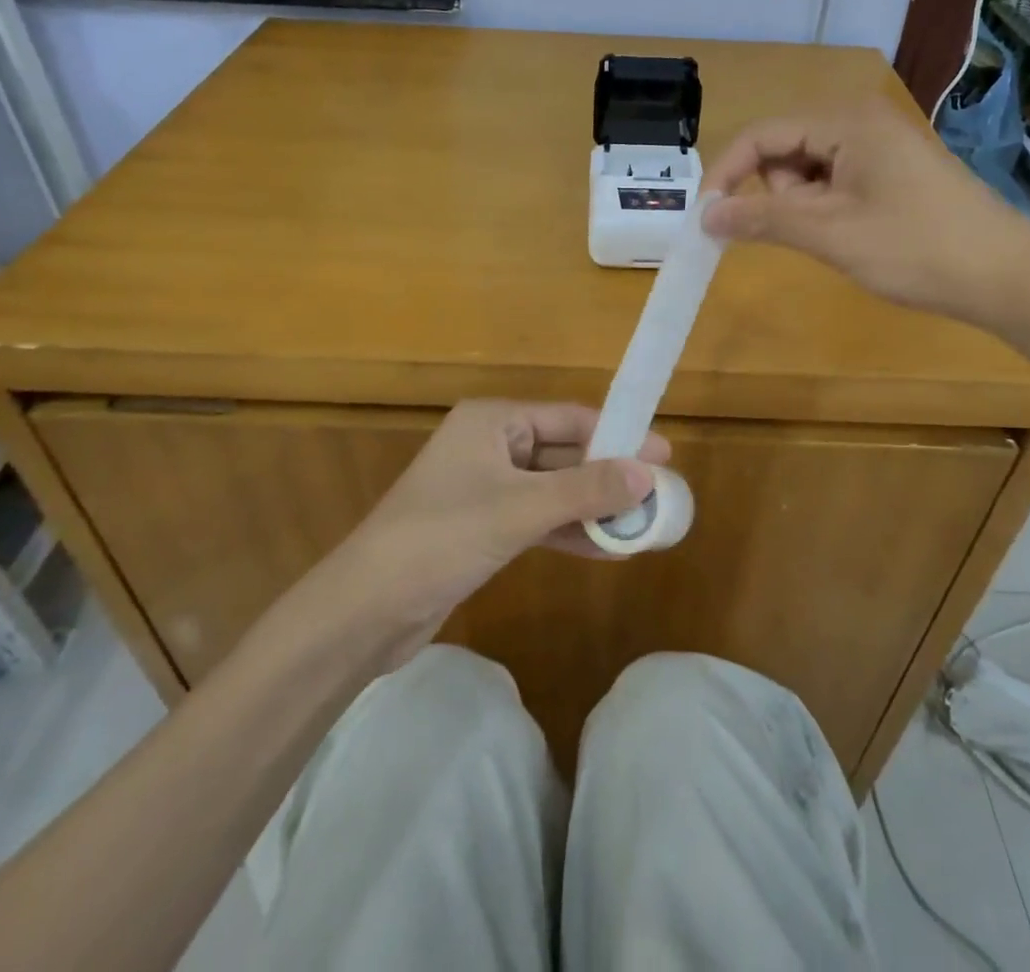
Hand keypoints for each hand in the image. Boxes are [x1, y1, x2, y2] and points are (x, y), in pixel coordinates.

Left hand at [332, 400, 664, 651]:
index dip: (618, 435)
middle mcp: (490, 445)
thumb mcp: (520, 509)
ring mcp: (485, 487)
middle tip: (660, 493)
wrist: (365, 610)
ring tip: (643, 525)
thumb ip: (586, 490)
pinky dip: (569, 531)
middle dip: (609, 476)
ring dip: (593, 507)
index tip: (664, 453)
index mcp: (493, 421)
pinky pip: (537, 519)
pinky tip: (608, 550)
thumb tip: (648, 474)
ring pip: (553, 490)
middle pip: (563, 453)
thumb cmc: (442, 538)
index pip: (569, 418)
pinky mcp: (482, 527)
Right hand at [700, 96, 1029, 327]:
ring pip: (808, 170)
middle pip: (784, 149)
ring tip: (836, 238)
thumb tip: (705, 216)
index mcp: (846, 121)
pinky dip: (826, 209)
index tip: (706, 218)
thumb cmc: (915, 248)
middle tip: (805, 232)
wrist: (1007, 277)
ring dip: (803, 206)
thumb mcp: (830, 233)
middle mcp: (861, 121)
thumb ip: (762, 218)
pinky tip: (851, 236)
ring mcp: (880, 146)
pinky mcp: (893, 172)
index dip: (727, 174)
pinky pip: (835, 182)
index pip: (762, 134)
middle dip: (776, 193)